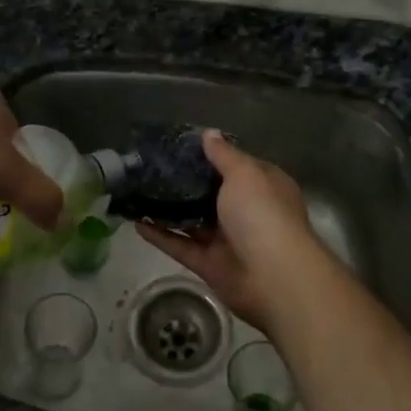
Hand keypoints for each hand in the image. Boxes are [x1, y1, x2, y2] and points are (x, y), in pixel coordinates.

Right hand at [137, 132, 332, 331]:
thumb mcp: (244, 173)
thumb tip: (209, 133)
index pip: (236, 165)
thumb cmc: (262, 214)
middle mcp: (247, 211)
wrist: (274, 277)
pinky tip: (136, 223)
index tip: (180, 146)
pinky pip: (181, 246)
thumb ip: (223, 155)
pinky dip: (161, 236)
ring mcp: (228, 240)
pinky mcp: (210, 265)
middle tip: (151, 167)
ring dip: (169, 209)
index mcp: (262, 186)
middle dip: (185, 182)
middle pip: (212, 193)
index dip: (212, 155)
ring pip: (193, 221)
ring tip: (139, 192)